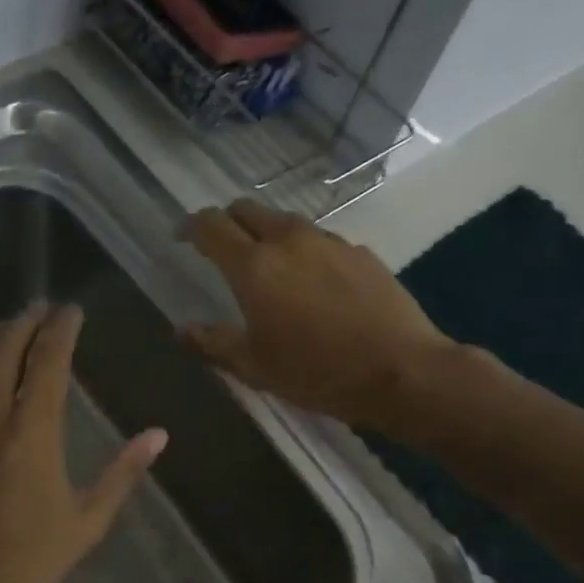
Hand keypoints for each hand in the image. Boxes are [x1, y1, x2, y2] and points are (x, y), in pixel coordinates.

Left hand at [0, 304, 167, 582]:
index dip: (62, 327)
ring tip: (4, 333)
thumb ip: (123, 473)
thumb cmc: (24, 561)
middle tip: (40, 311)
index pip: (50, 357)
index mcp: (34, 428)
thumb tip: (159, 435)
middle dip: (26, 322)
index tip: (71, 311)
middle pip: (6, 347)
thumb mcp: (87, 521)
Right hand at [182, 200, 458, 431]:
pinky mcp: (361, 252)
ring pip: (285, 222)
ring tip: (269, 266)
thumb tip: (181, 330)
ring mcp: (329, 241)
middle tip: (221, 248)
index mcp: (254, 266)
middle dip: (227, 221)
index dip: (191, 226)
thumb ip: (213, 343)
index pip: (211, 225)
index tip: (182, 237)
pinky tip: (314, 283)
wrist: (402, 371)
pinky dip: (304, 251)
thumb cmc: (318, 373)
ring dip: (267, 234)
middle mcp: (289, 241)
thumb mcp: (256, 367)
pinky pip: (320, 240)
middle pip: (247, 209)